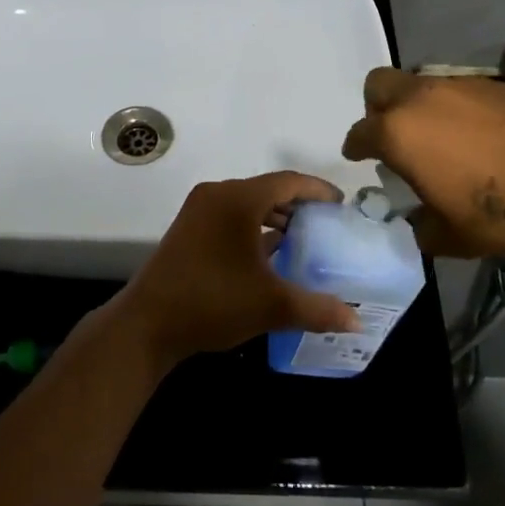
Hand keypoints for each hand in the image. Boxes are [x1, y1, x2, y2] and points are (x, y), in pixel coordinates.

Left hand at [117, 172, 360, 366]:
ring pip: (247, 204)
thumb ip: (318, 309)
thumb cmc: (212, 302)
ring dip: (275, 217)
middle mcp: (216, 196)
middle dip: (298, 204)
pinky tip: (271, 253)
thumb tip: (356, 321)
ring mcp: (198, 212)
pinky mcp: (188, 230)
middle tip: (327, 224)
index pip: (287, 181)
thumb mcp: (271, 305)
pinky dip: (254, 228)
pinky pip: (230, 218)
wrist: (148, 324)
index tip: (342, 205)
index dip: (317, 190)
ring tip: (304, 239)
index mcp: (237, 199)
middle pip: (267, 190)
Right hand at [341, 67, 504, 264]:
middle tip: (395, 137)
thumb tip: (420, 219)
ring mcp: (464, 85)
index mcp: (399, 133)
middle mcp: (423, 98)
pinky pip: (464, 91)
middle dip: (378, 108)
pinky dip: (462, 110)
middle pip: (380, 85)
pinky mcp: (501, 84)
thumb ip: (421, 226)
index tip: (359, 155)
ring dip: (422, 108)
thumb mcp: (450, 238)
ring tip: (447, 142)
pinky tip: (487, 139)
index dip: (356, 146)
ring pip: (424, 85)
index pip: (360, 132)